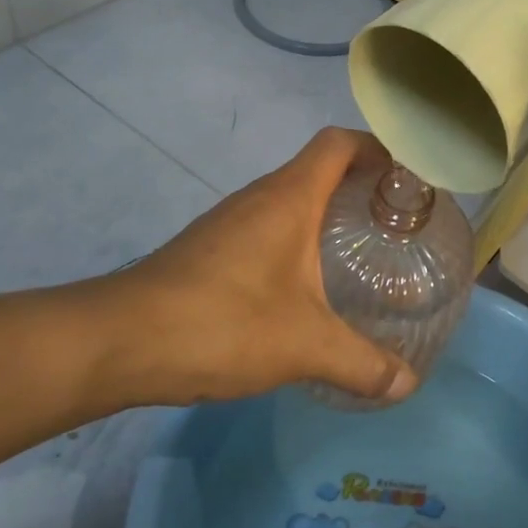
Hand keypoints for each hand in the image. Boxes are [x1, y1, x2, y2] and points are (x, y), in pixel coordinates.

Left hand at [78, 128, 418, 407]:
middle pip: (319, 167)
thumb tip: (408, 384)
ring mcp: (230, 221)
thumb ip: (362, 363)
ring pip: (291, 198)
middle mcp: (260, 197)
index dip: (377, 148)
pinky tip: (306, 285)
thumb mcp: (304, 346)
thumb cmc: (221, 322)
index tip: (408, 178)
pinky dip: (297, 239)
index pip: (339, 143)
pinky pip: (268, 225)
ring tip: (361, 252)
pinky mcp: (210, 248)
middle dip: (361, 185)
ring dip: (327, 213)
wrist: (119, 342)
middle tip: (397, 223)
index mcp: (289, 197)